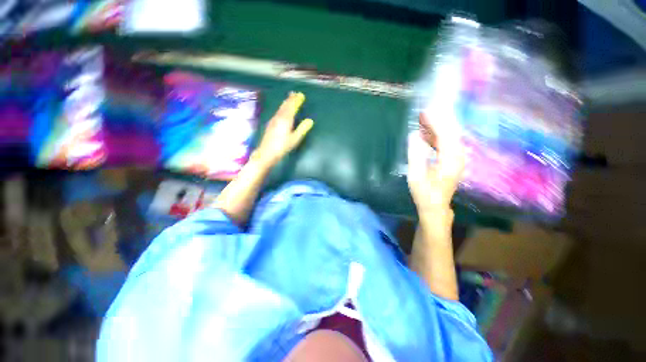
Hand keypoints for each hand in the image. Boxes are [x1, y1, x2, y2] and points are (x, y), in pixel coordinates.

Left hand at [254, 92, 313, 167]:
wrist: (266, 153)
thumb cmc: (282, 147)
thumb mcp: (295, 139)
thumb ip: (302, 129)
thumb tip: (310, 120)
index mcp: (286, 120)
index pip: (292, 107)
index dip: (296, 101)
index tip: (301, 95)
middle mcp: (279, 117)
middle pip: (285, 106)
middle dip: (290, 99)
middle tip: (295, 93)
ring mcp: (273, 120)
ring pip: (280, 108)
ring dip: (285, 103)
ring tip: (289, 98)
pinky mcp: (270, 124)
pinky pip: (278, 112)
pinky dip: (282, 108)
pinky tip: (281, 110)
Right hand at [407, 112, 464, 211]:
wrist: (434, 207)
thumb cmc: (424, 193)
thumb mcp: (416, 175)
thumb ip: (415, 154)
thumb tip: (413, 135)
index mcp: (450, 159)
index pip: (446, 134)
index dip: (436, 122)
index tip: (425, 111)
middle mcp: (457, 156)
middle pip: (450, 132)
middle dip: (437, 121)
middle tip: (423, 113)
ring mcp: (456, 159)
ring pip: (449, 137)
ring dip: (436, 128)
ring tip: (422, 122)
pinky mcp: (452, 161)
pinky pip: (446, 144)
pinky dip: (436, 137)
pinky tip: (426, 135)